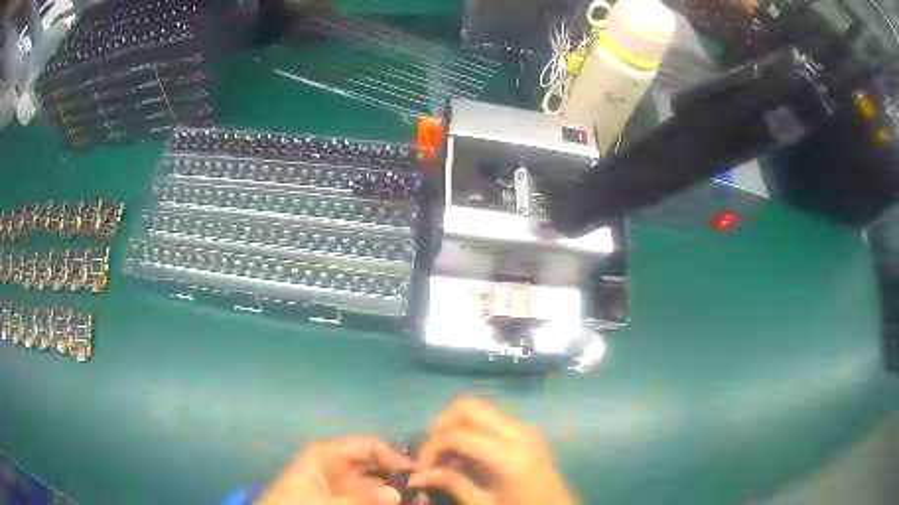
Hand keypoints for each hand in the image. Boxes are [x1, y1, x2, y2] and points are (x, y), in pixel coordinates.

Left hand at [258, 437, 412, 504]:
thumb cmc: (296, 503)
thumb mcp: (325, 501)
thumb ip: (361, 498)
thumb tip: (397, 493)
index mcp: (327, 453)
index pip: (367, 445)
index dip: (392, 455)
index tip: (416, 471)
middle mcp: (336, 463)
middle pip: (374, 463)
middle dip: (397, 475)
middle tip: (421, 488)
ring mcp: (339, 481)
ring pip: (374, 481)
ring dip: (392, 489)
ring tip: (414, 498)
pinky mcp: (341, 495)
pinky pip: (367, 494)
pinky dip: (381, 498)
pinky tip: (395, 503)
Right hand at [409, 397, 574, 504]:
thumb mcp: (484, 504)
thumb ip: (451, 484)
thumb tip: (416, 475)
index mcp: (509, 454)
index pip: (457, 435)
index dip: (431, 448)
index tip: (420, 468)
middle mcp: (519, 432)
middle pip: (469, 407)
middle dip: (442, 425)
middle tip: (432, 453)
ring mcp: (526, 429)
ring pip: (480, 410)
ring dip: (457, 427)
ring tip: (447, 457)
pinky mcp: (527, 433)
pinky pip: (492, 421)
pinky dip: (472, 431)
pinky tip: (466, 456)